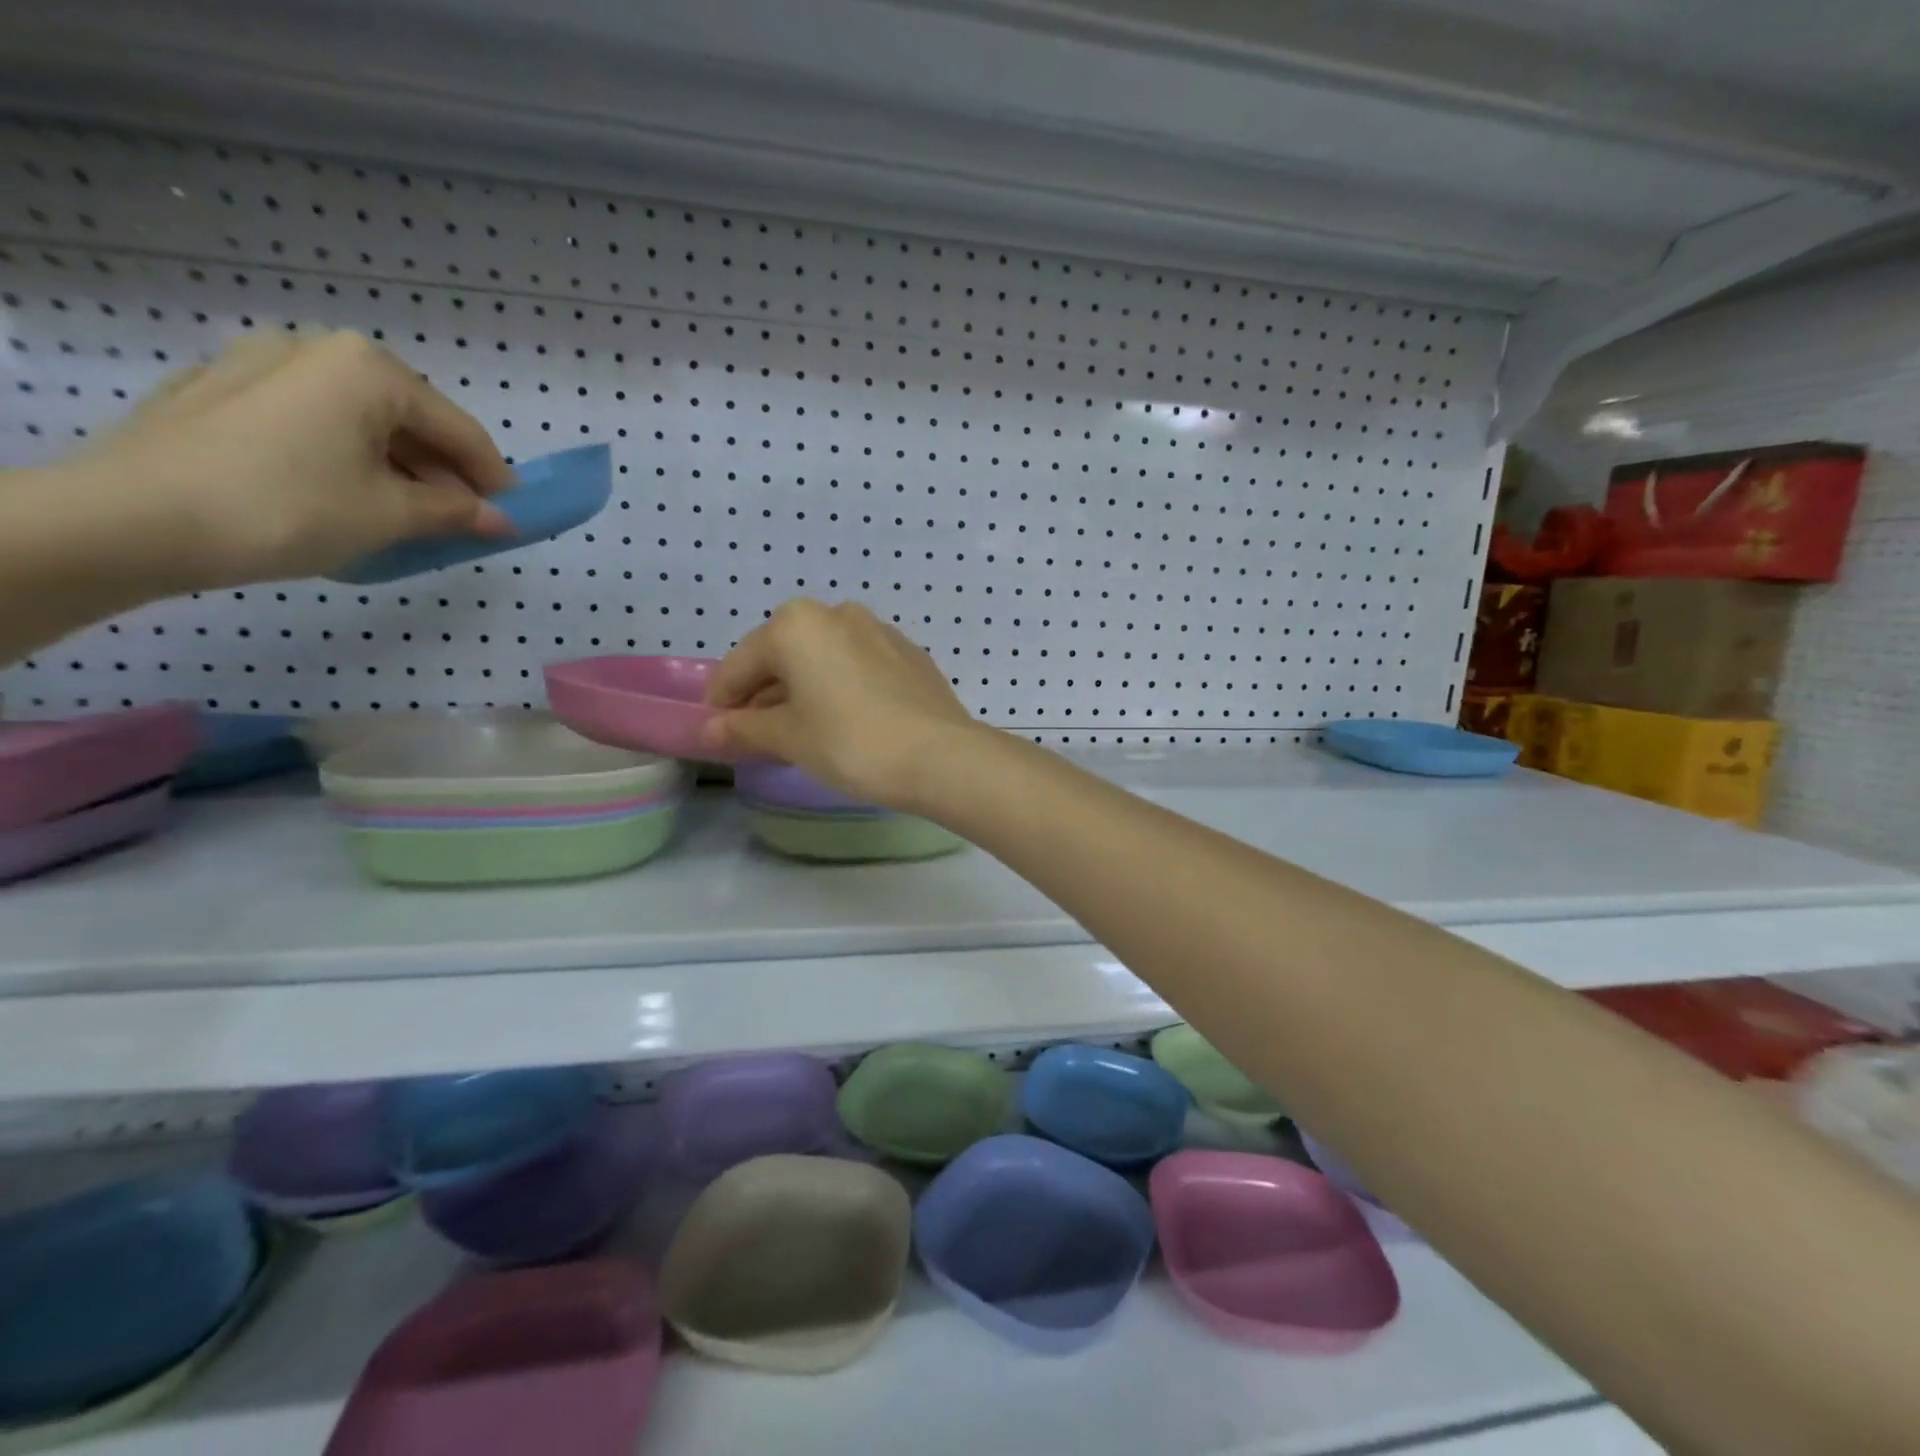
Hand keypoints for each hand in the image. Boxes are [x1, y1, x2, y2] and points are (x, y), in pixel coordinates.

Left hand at [66, 329, 513, 590]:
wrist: (133, 518)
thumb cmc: (289, 508)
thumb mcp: (391, 516)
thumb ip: (456, 513)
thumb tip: (501, 520)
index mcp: (369, 369)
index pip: (460, 430)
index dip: (495, 478)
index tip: (515, 515)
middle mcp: (317, 350)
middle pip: (409, 420)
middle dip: (443, 473)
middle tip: (461, 522)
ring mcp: (260, 365)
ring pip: (360, 422)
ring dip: (398, 469)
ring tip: (407, 518)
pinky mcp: (220, 392)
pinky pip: (312, 424)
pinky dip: (347, 459)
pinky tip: (346, 498)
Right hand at [702, 600, 982, 809]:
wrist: (941, 755)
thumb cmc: (850, 742)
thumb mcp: (789, 738)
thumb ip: (743, 729)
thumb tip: (708, 731)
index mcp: (796, 625)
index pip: (739, 665)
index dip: (721, 702)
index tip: (717, 734)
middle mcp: (836, 613)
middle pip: (781, 656)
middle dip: (763, 696)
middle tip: (758, 738)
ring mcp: (878, 630)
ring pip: (821, 660)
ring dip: (802, 691)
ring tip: (801, 733)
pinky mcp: (908, 652)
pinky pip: (856, 666)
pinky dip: (839, 688)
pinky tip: (845, 722)